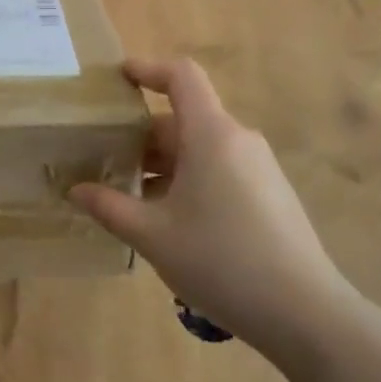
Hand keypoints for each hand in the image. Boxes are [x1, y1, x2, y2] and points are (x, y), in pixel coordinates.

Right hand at [69, 57, 352, 348]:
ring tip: (129, 194)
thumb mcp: (153, 235)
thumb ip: (110, 207)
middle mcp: (238, 140)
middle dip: (142, 134)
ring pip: (201, 147)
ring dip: (163, 162)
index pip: (181, 76)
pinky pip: (220, 168)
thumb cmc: (220, 261)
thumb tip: (76, 190)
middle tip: (104, 157)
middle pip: (184, 118)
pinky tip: (168, 219)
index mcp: (211, 134)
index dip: (148, 69)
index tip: (118, 77)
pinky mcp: (269, 193)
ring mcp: (258, 167)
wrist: (304, 313)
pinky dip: (188, 178)